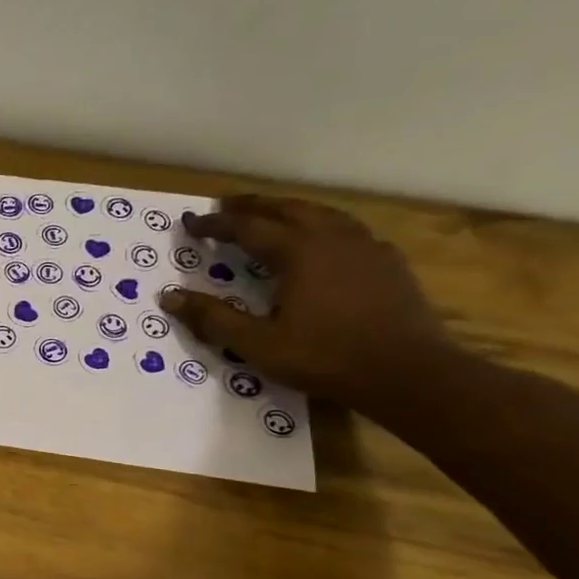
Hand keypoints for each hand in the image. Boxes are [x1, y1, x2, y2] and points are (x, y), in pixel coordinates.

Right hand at [160, 196, 454, 410]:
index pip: (248, 228)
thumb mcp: (258, 344)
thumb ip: (213, 318)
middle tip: (226, 205)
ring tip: (271, 214)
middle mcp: (332, 238)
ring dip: (290, 210)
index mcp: (299, 252)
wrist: (409, 372)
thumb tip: (169, 296)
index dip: (216, 225)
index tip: (190, 222)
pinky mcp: (388, 262)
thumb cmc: (326, 357)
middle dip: (253, 205)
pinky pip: (349, 230)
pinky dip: (323, 227)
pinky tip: (323, 242)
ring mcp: (366, 247)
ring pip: (322, 213)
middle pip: (287, 209)